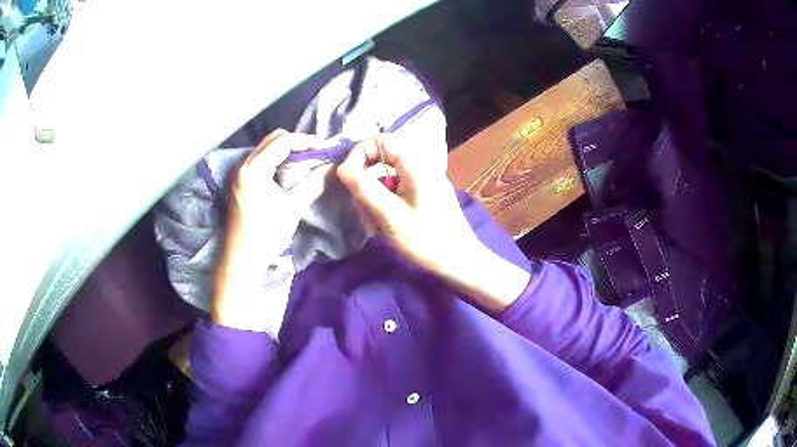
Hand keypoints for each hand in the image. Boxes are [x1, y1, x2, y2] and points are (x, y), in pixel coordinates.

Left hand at [213, 129, 332, 329]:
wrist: (241, 259)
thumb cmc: (266, 234)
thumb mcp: (292, 207)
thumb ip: (314, 183)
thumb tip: (334, 167)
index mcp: (254, 168)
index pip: (283, 141)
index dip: (307, 141)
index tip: (326, 149)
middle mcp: (243, 164)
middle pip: (272, 139)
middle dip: (296, 142)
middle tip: (316, 153)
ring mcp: (239, 173)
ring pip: (265, 148)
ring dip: (286, 150)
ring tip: (306, 160)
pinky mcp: (239, 181)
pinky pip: (260, 159)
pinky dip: (276, 159)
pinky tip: (288, 171)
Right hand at [337, 135, 530, 312]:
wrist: (460, 263)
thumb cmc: (426, 240)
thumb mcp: (390, 215)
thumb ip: (364, 188)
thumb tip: (342, 167)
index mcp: (416, 165)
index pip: (382, 141)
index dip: (361, 154)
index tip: (348, 178)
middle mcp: (420, 168)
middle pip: (381, 162)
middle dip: (365, 185)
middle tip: (362, 212)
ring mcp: (422, 184)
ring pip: (385, 181)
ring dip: (372, 201)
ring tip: (373, 228)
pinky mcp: (422, 198)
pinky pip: (395, 193)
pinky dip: (384, 207)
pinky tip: (382, 228)